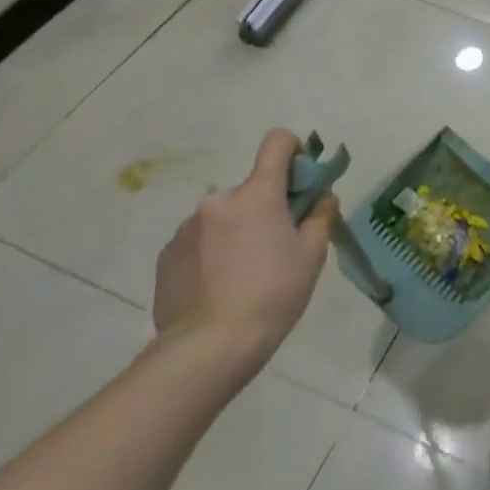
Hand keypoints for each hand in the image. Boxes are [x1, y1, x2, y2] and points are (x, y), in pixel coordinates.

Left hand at [152, 129, 337, 363]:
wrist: (210, 346)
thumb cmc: (273, 294)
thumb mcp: (312, 256)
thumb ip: (320, 217)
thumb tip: (322, 198)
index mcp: (257, 194)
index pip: (277, 143)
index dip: (294, 150)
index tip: (301, 178)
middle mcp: (218, 201)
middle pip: (251, 190)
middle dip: (266, 208)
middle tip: (277, 246)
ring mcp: (187, 227)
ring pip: (224, 218)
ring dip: (237, 232)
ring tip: (244, 276)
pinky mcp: (167, 255)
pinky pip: (199, 242)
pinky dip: (212, 254)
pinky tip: (218, 288)